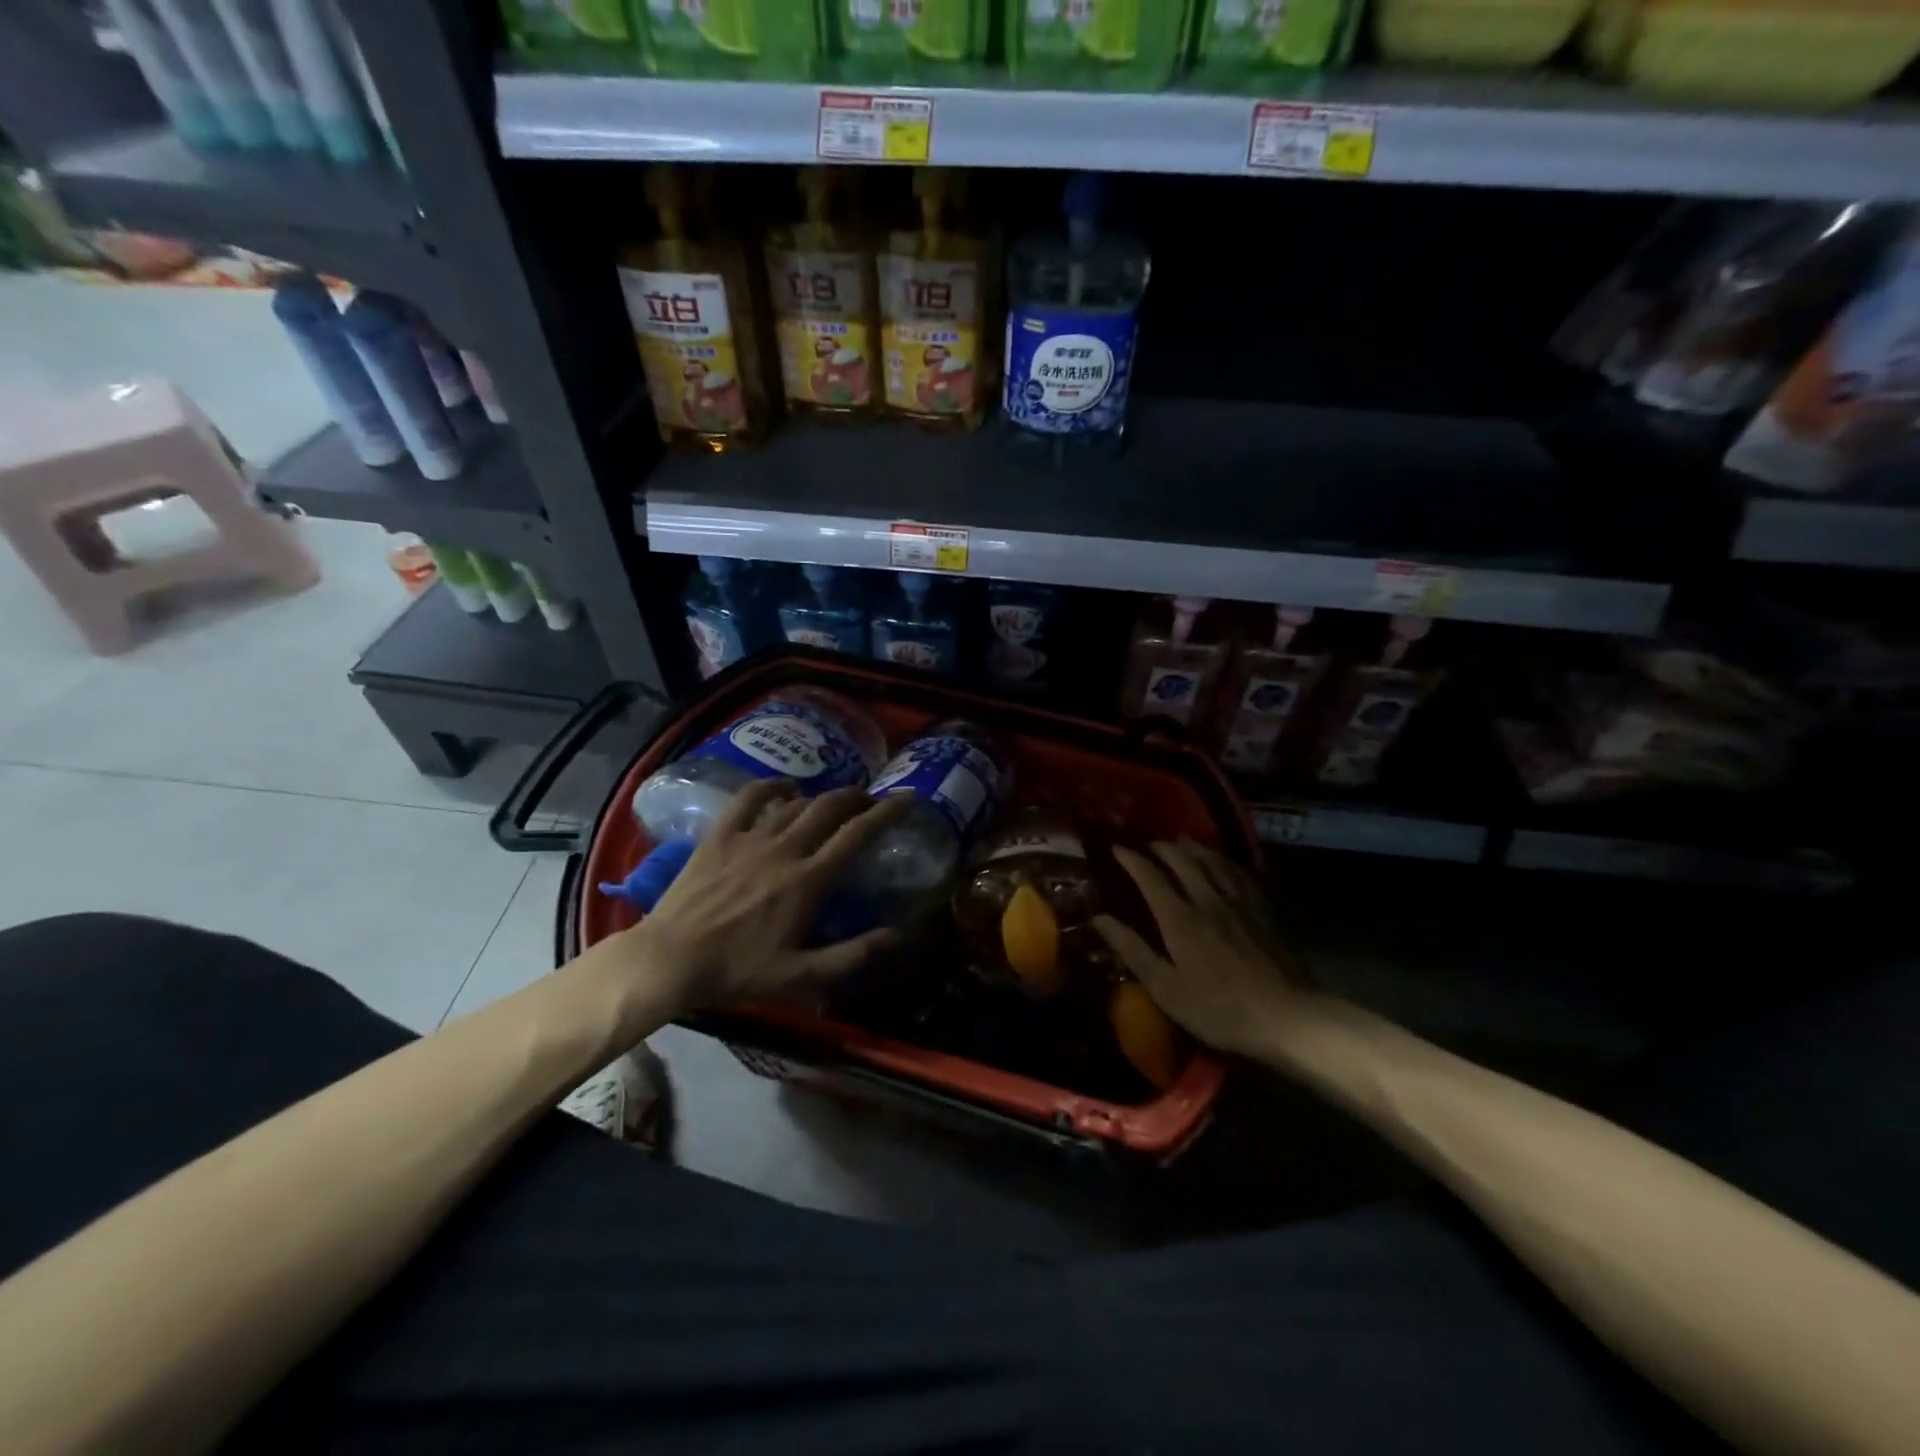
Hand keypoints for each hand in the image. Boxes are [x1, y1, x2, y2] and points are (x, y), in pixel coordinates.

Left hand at [628, 779, 911, 1008]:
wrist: (672, 958)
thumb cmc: (739, 970)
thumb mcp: (802, 976)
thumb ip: (853, 956)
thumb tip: (897, 935)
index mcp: (809, 879)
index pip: (856, 834)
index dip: (886, 812)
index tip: (907, 798)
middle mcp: (785, 849)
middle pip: (829, 808)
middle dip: (856, 797)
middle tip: (870, 799)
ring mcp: (750, 838)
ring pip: (795, 803)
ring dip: (821, 797)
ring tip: (833, 800)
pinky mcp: (720, 835)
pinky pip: (749, 799)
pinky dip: (771, 786)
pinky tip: (784, 786)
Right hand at [1092, 840, 1304, 1059]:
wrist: (1285, 1017)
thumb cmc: (1217, 1009)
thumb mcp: (1164, 987)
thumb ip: (1131, 949)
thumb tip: (1099, 918)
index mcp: (1179, 918)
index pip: (1150, 877)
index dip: (1132, 860)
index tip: (1117, 849)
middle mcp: (1208, 900)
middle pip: (1183, 861)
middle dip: (1163, 848)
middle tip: (1150, 844)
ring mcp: (1240, 903)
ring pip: (1214, 862)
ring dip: (1194, 848)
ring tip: (1183, 842)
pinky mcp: (1263, 912)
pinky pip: (1240, 874)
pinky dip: (1225, 862)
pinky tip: (1224, 863)